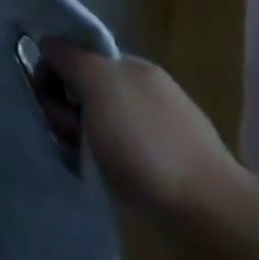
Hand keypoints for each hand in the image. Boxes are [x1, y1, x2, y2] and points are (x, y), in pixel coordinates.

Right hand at [40, 40, 244, 219]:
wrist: (210, 216)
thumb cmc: (145, 142)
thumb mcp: (97, 82)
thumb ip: (69, 56)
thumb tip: (49, 44)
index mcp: (133, 66)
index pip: (75, 53)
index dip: (53, 71)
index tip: (48, 97)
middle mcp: (146, 92)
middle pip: (82, 88)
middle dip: (63, 108)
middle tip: (66, 132)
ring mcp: (157, 131)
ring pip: (95, 122)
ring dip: (78, 136)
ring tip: (81, 157)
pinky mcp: (164, 168)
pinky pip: (114, 152)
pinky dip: (100, 160)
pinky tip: (100, 173)